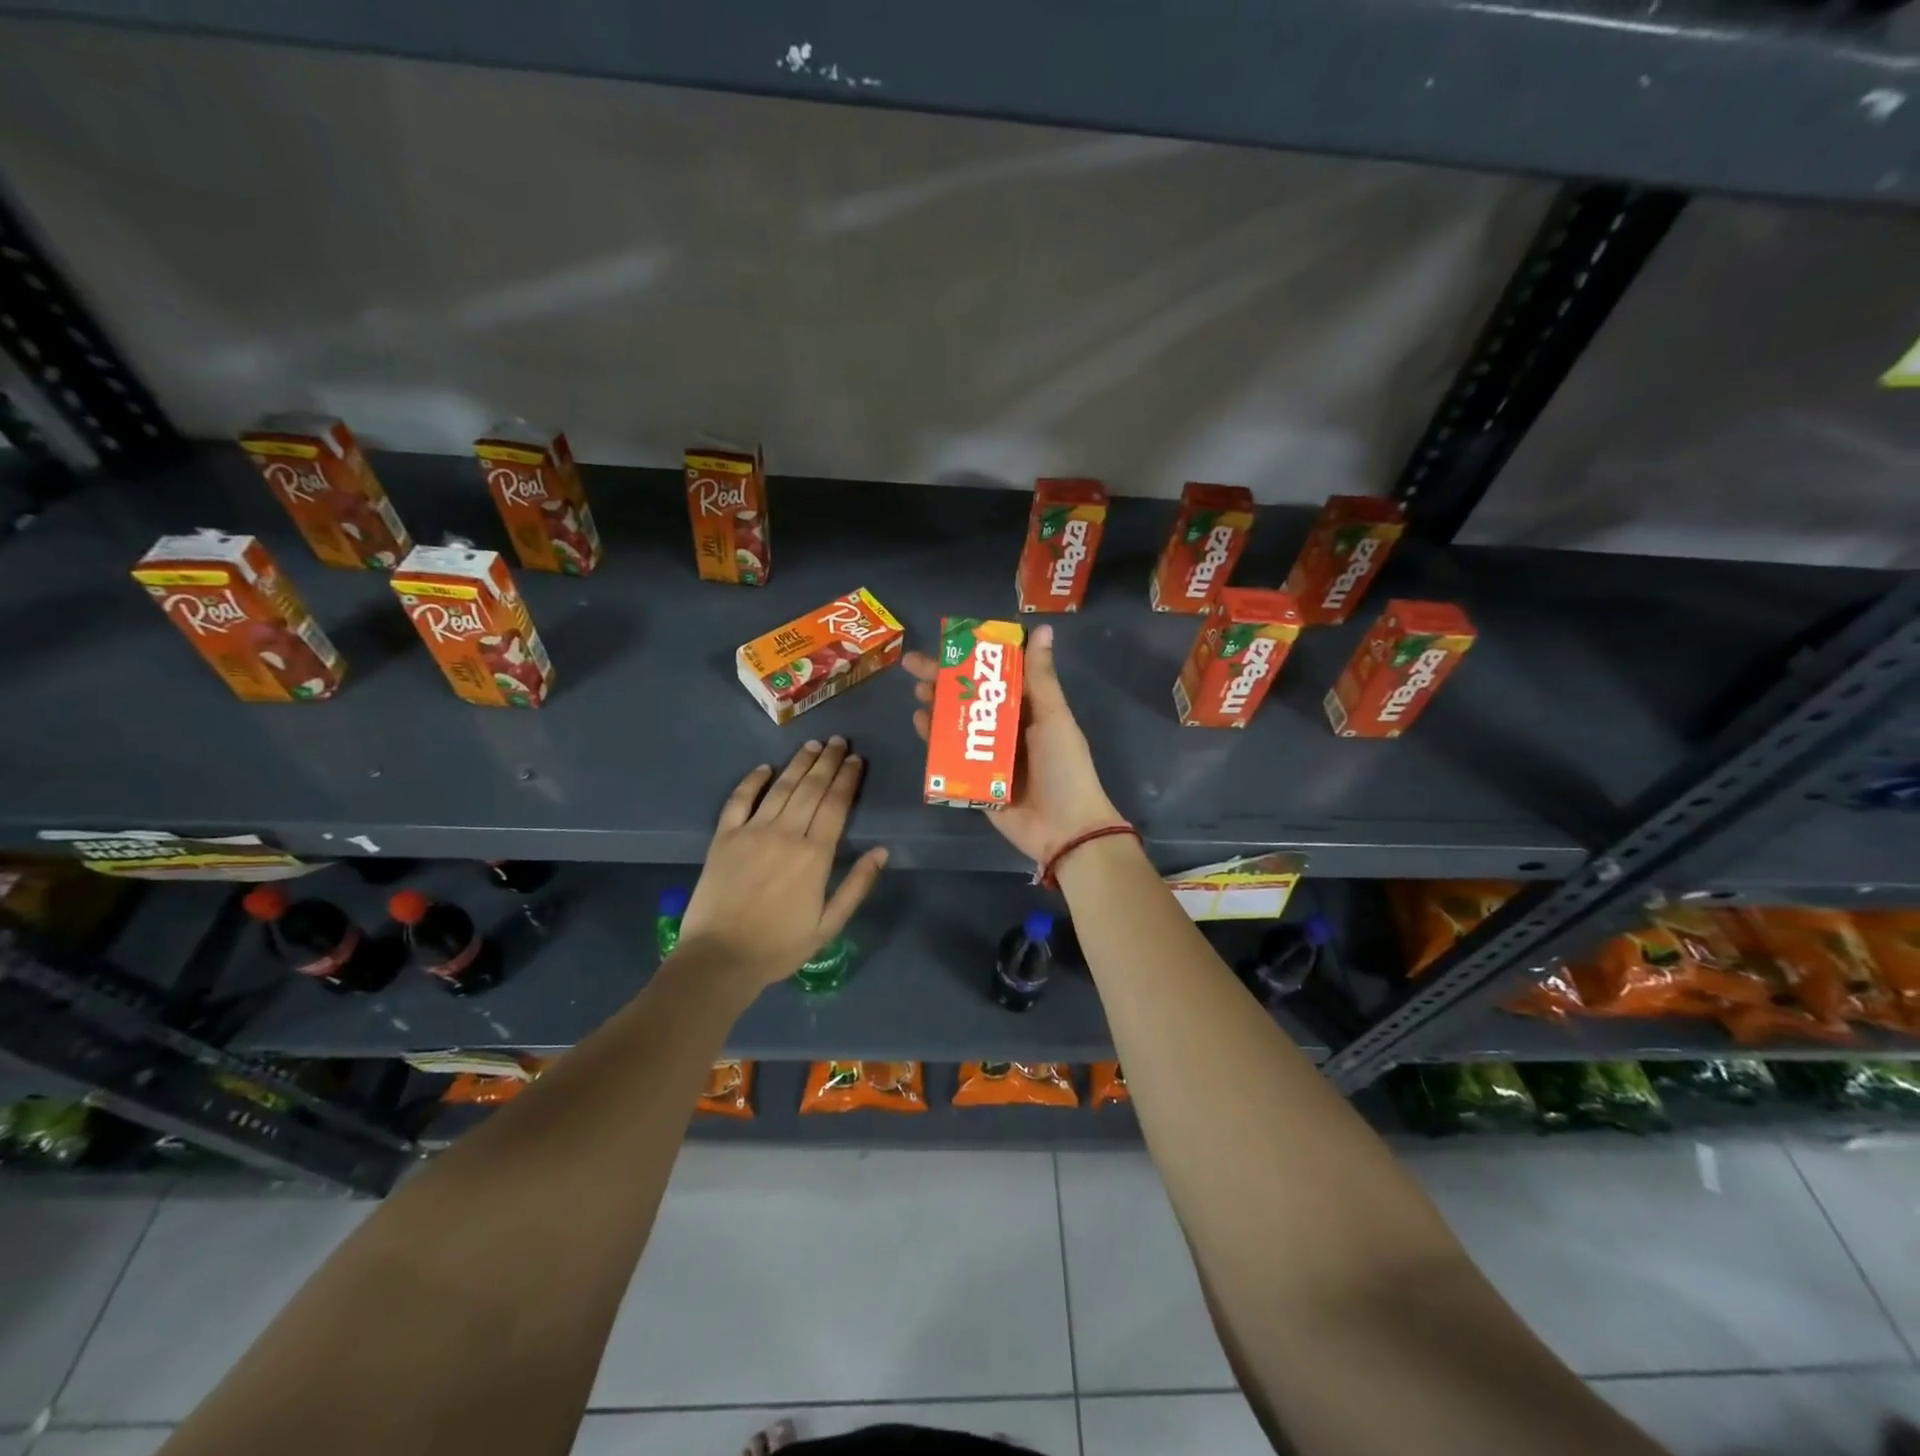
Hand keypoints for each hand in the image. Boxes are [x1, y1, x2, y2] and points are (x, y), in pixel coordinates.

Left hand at [677, 737, 888, 990]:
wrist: (719, 959)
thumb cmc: (779, 946)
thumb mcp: (829, 925)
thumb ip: (857, 885)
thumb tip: (882, 851)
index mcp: (815, 855)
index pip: (836, 804)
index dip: (847, 779)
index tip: (856, 759)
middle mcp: (785, 833)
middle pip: (811, 788)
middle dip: (827, 761)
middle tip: (838, 741)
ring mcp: (752, 832)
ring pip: (781, 787)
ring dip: (799, 763)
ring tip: (812, 744)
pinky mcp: (724, 837)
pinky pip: (739, 800)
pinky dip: (752, 781)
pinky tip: (764, 768)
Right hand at [905, 623, 1121, 863]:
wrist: (1066, 830)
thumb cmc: (1064, 768)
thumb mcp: (1054, 718)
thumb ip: (1040, 677)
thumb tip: (1041, 628)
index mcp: (1029, 710)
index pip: (996, 676)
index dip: (971, 659)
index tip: (946, 643)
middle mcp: (1008, 729)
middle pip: (970, 698)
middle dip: (943, 681)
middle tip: (914, 667)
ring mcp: (989, 756)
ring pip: (957, 724)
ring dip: (937, 707)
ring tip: (918, 694)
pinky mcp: (975, 781)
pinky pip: (951, 756)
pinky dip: (935, 740)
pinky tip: (920, 725)